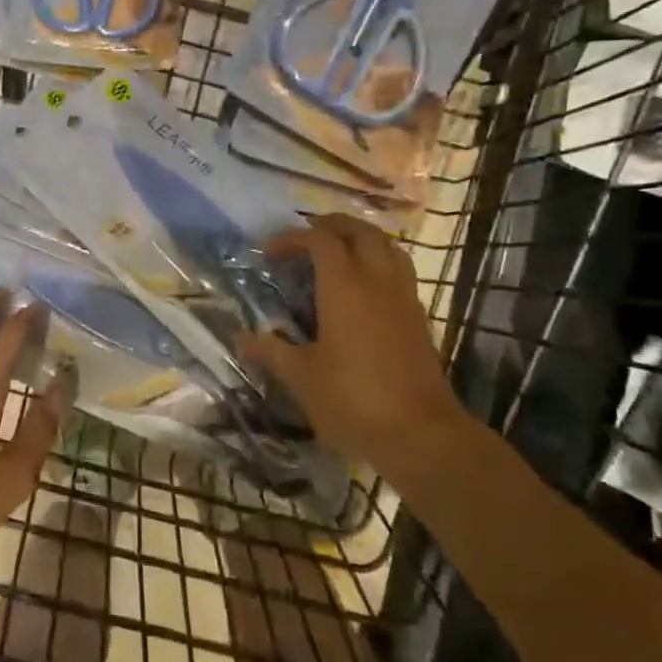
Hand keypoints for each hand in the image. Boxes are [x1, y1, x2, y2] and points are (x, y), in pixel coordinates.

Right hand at [239, 214, 467, 471]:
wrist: (421, 435)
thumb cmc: (353, 400)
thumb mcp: (301, 377)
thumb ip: (271, 351)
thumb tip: (240, 338)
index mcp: (345, 286)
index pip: (320, 239)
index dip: (292, 238)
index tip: (269, 254)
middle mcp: (377, 281)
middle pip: (360, 231)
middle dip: (330, 226)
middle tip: (305, 240)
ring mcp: (404, 298)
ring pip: (387, 247)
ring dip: (360, 241)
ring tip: (336, 256)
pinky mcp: (419, 318)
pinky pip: (399, 272)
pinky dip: (378, 264)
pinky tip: (362, 292)